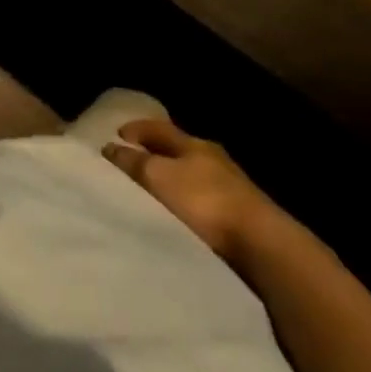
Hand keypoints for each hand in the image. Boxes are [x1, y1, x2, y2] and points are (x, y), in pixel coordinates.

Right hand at [104, 119, 277, 259]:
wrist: (260, 243)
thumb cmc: (203, 201)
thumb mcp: (158, 177)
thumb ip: (133, 162)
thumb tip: (110, 147)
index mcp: (192, 143)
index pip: (158, 128)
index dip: (136, 129)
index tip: (117, 134)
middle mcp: (212, 158)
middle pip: (177, 149)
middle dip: (154, 152)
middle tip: (132, 159)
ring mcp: (230, 186)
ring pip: (192, 174)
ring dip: (171, 178)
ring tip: (152, 190)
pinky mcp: (239, 213)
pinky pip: (203, 198)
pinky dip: (186, 200)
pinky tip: (178, 212)